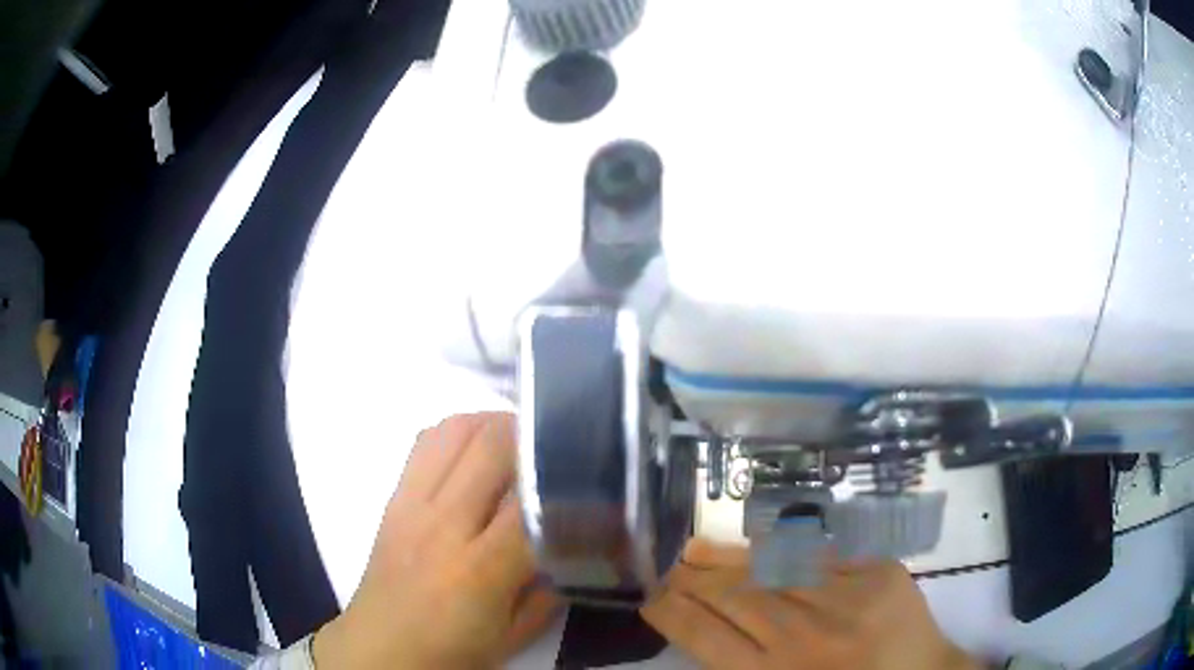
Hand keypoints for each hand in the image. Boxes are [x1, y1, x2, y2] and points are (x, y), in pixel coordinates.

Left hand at [313, 413, 559, 668]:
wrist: (380, 648)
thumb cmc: (451, 651)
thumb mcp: (516, 636)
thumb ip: (552, 590)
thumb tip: (576, 545)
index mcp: (479, 569)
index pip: (533, 501)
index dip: (568, 478)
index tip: (594, 469)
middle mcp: (443, 524)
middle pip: (492, 446)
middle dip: (533, 433)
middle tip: (561, 443)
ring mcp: (412, 505)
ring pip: (455, 431)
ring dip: (494, 422)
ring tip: (520, 439)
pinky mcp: (394, 497)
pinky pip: (425, 442)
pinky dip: (458, 431)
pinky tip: (477, 449)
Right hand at [642, 540, 979, 669]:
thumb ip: (740, 669)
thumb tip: (700, 627)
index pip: (705, 635)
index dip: (673, 613)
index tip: (652, 600)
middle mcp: (803, 637)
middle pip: (733, 597)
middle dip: (691, 582)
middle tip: (668, 571)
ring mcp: (845, 598)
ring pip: (768, 570)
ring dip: (725, 560)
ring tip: (692, 550)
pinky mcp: (877, 571)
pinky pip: (818, 553)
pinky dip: (780, 547)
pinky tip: (755, 544)